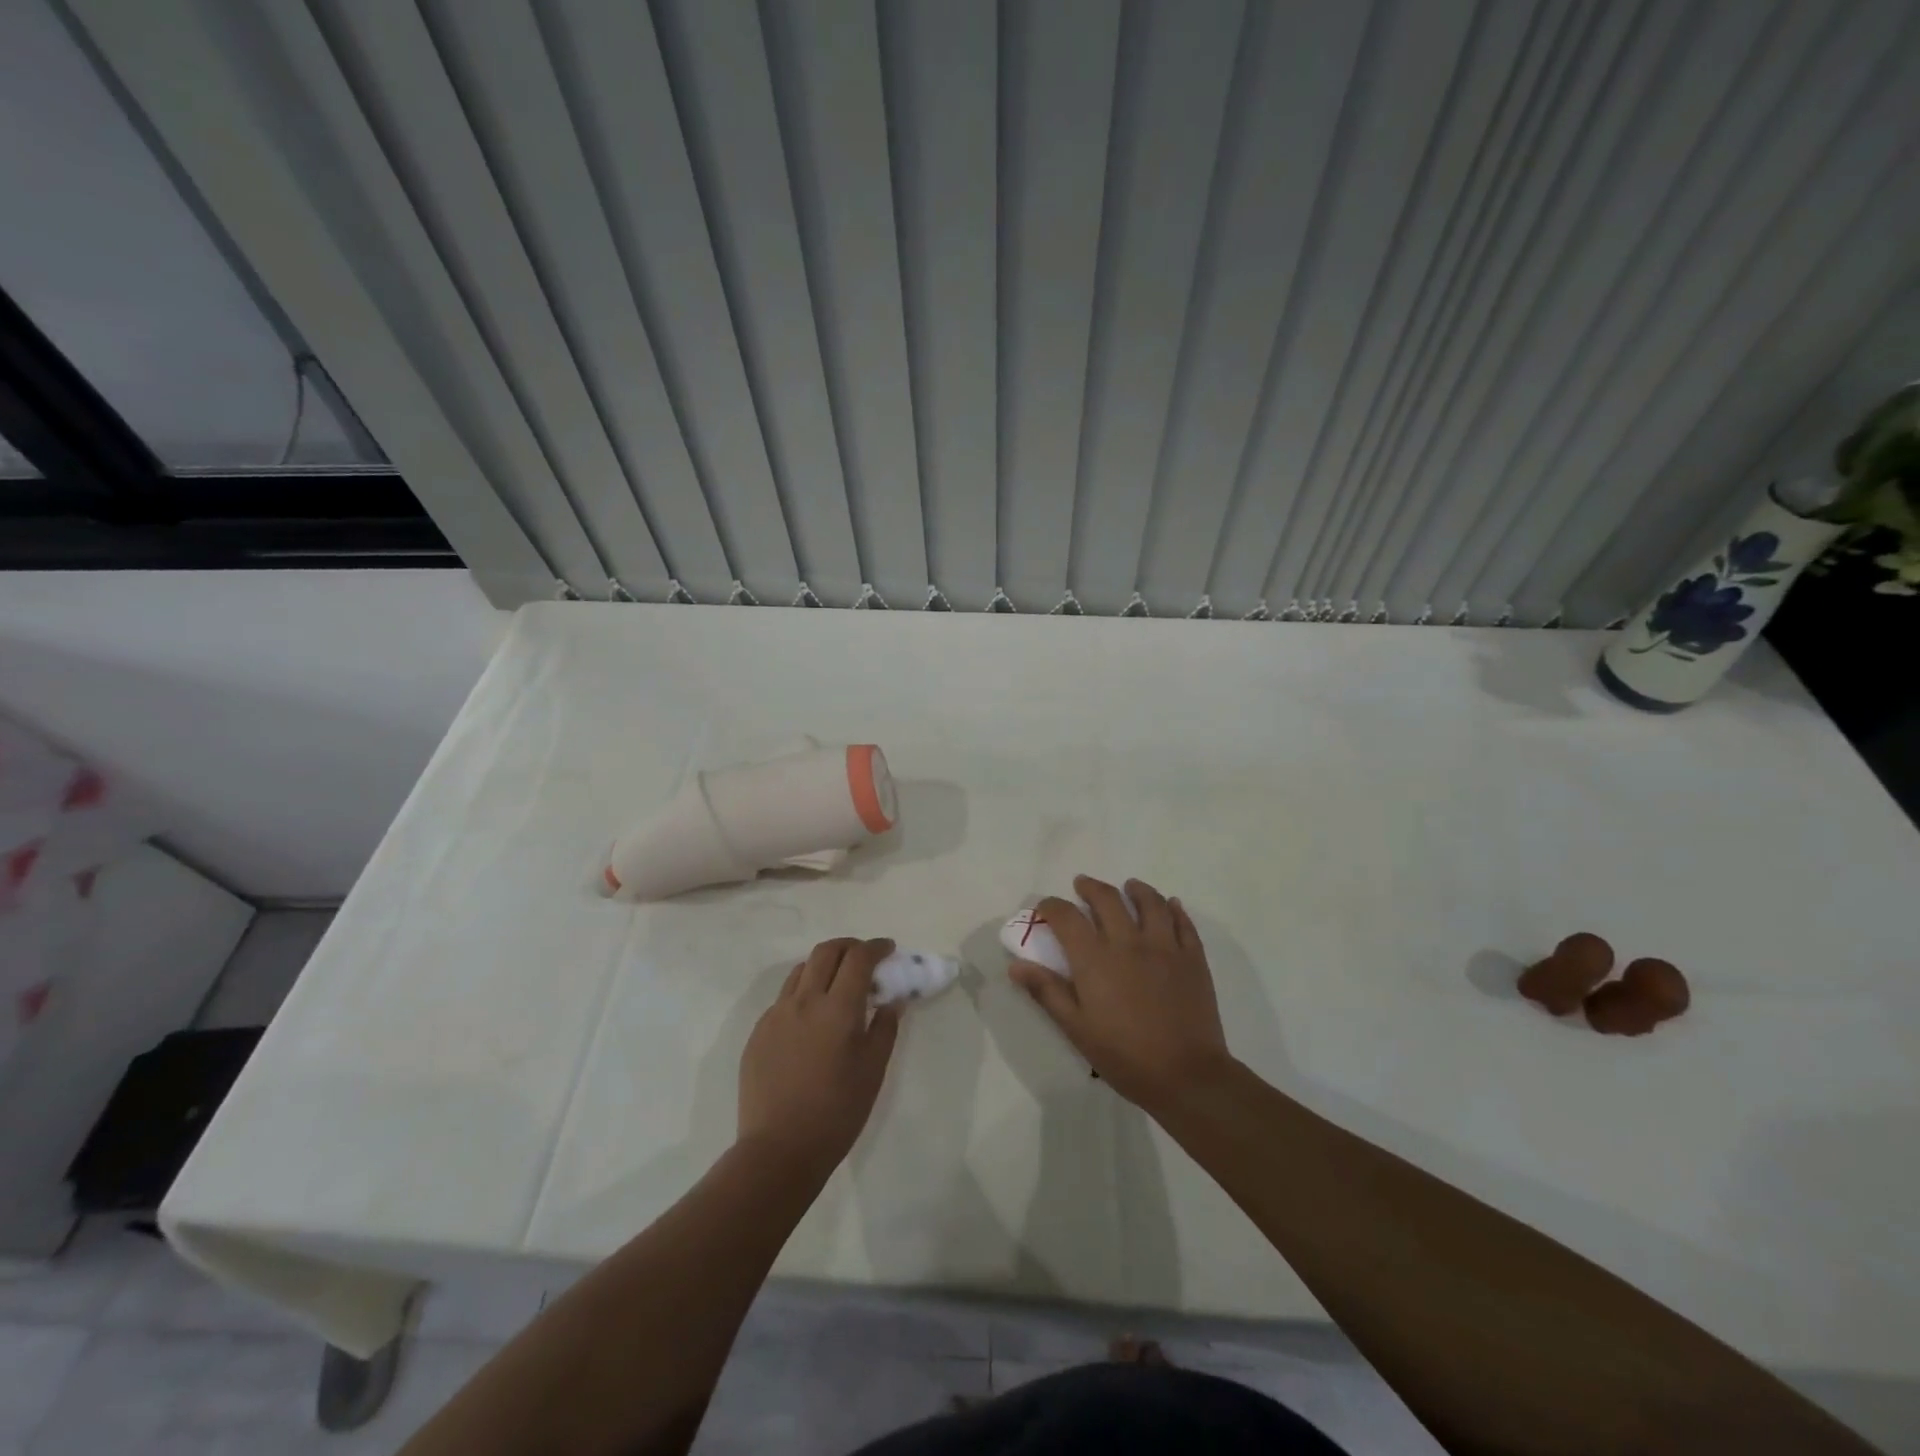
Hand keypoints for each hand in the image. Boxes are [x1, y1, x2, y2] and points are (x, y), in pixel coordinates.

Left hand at [738, 938, 900, 1179]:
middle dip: (848, 946)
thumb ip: (885, 1028)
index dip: (875, 947)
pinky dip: (803, 992)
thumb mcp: (873, 1070)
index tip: (888, 949)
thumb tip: (892, 1001)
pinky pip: (784, 998)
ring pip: (800, 970)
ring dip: (823, 966)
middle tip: (864, 958)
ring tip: (836, 984)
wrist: (779, 1149)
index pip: (858, 958)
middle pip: (826, 952)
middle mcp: (804, 1001)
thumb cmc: (837, 1112)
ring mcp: (776, 1014)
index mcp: (837, 1008)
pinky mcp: (758, 1032)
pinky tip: (811, 1019)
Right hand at [1009, 875, 1231, 1111]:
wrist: (1186, 1075)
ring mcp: (1165, 946)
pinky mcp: (1193, 957)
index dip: (1051, 906)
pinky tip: (1170, 906)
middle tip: (1082, 886)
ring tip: (1129, 887)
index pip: (1066, 917)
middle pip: (1107, 899)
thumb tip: (1016, 965)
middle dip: (1090, 888)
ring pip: (1150, 902)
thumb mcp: (1076, 1028)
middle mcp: (1128, 942)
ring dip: (1136, 890)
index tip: (1045, 908)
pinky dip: (1174, 909)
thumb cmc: (1124, 1055)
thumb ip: (1047, 991)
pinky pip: (1183, 922)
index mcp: (1095, 958)